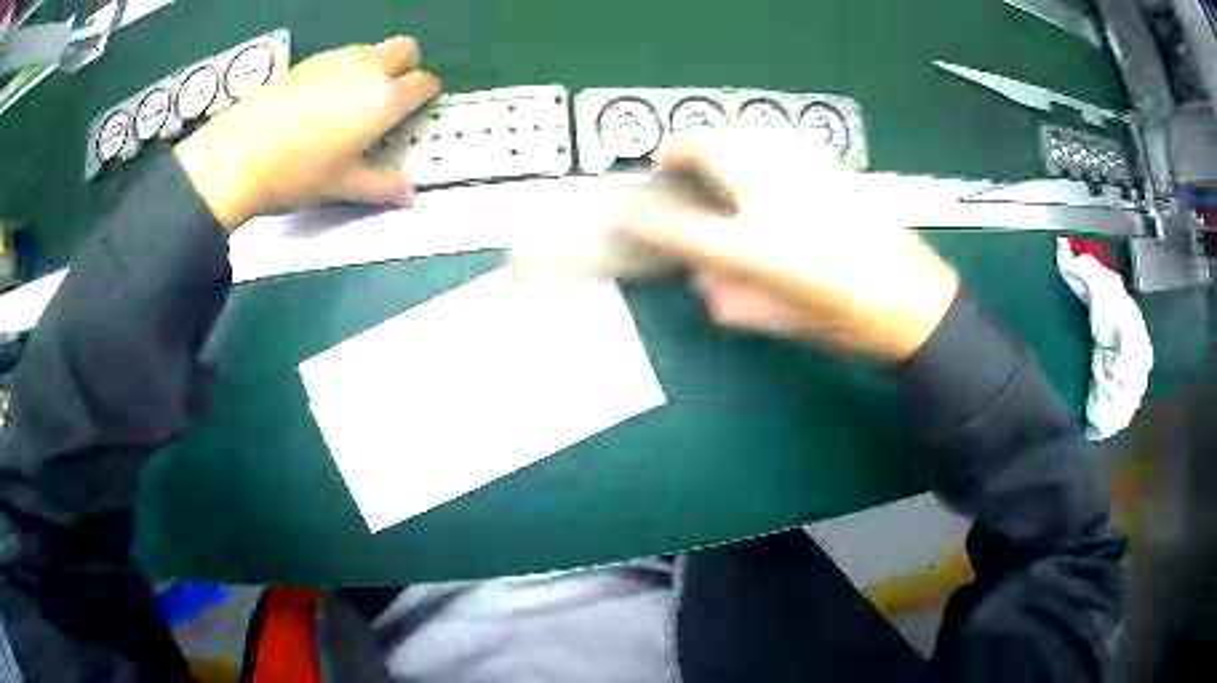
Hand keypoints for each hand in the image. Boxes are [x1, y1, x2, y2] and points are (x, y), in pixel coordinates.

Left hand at [175, 36, 440, 231]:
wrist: (239, 154)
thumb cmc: (299, 173)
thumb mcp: (343, 185)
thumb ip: (383, 187)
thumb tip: (411, 197)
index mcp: (385, 98)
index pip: (423, 82)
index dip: (427, 93)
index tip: (419, 107)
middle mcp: (368, 68)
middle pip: (406, 49)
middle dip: (409, 66)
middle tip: (393, 95)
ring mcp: (337, 59)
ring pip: (373, 50)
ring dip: (376, 66)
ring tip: (353, 101)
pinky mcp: (310, 60)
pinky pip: (343, 56)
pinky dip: (346, 70)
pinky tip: (322, 99)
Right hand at [617, 130, 959, 362]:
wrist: (920, 306)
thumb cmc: (851, 326)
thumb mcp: (783, 326)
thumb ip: (731, 300)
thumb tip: (703, 275)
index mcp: (760, 250)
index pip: (680, 227)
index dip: (643, 218)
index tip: (624, 211)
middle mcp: (777, 199)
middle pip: (710, 149)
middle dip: (679, 149)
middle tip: (669, 162)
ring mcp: (807, 174)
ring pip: (745, 133)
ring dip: (717, 140)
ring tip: (711, 156)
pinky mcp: (834, 167)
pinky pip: (781, 139)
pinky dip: (758, 142)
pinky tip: (764, 161)